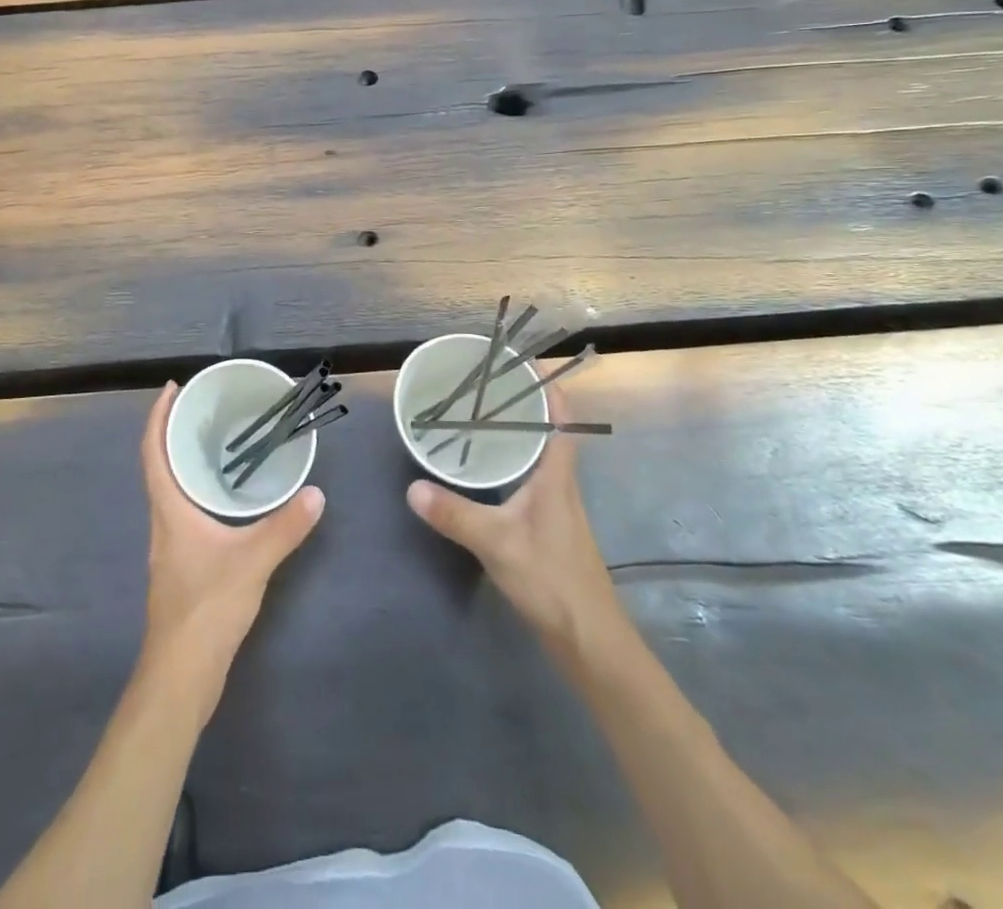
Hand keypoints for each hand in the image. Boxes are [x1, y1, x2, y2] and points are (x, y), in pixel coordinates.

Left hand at [139, 383, 324, 689]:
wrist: (181, 674)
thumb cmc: (206, 608)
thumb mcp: (252, 561)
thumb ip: (284, 527)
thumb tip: (316, 494)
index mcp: (169, 510)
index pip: (153, 452)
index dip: (157, 417)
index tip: (171, 389)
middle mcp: (163, 522)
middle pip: (160, 466)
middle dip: (175, 433)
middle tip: (203, 408)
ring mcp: (170, 546)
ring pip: (171, 490)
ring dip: (185, 462)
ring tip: (216, 443)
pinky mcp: (181, 566)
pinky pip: (185, 512)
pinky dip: (198, 490)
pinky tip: (225, 498)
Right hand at [406, 386, 625, 651]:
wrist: (589, 640)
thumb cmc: (552, 580)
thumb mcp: (497, 543)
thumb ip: (455, 514)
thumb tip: (413, 488)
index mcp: (556, 475)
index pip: (560, 417)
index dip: (546, 385)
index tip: (519, 361)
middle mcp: (559, 483)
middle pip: (545, 430)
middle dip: (518, 403)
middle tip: (480, 384)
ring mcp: (554, 506)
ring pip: (534, 455)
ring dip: (512, 433)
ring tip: (474, 417)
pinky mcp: (546, 527)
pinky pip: (526, 478)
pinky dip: (506, 463)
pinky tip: (480, 471)